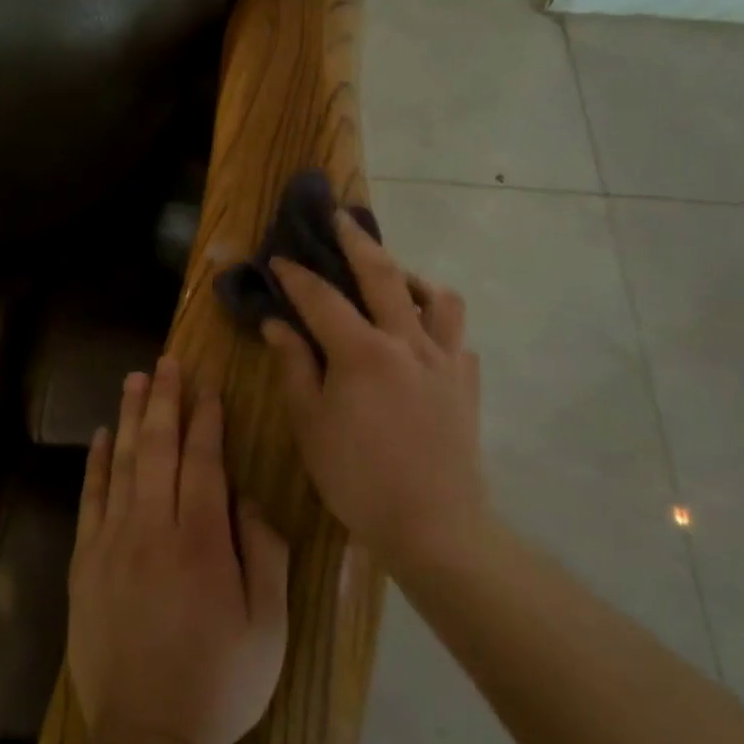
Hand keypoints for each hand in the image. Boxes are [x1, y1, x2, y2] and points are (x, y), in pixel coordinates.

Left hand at [67, 357, 289, 743]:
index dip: (205, 419)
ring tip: (135, 380)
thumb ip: (265, 552)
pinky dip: (96, 463)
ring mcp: (112, 542)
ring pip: (121, 463)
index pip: (203, 460)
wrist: (148, 736)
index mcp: (202, 540)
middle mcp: (153, 527)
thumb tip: (248, 499)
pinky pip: (90, 498)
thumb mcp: (269, 624)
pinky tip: (102, 437)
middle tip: (165, 362)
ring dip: (129, 417)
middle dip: (164, 400)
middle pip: (157, 447)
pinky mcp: (84, 561)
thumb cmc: (222, 680)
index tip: (207, 386)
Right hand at [262, 211, 486, 573]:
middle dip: (356, 241)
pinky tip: (421, 340)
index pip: (321, 298)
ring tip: (393, 281)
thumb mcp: (310, 423)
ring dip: (412, 278)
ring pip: (438, 298)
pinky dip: (437, 327)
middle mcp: (407, 342)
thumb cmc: (357, 477)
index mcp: (362, 351)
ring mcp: (444, 361)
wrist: (434, 526)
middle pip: (382, 274)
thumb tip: (276, 324)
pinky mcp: (466, 384)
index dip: (296, 275)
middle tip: (340, 217)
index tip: (279, 257)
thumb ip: (294, 366)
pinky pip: (456, 338)